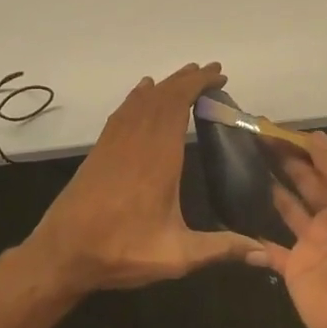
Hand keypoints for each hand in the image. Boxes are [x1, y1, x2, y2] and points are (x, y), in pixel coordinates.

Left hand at [23, 62, 260, 292]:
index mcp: (159, 158)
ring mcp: (115, 143)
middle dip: (187, 80)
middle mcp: (137, 141)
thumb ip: (221, 249)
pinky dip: (138, 96)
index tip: (218, 75)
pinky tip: (143, 91)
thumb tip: (264, 254)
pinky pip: (122, 111)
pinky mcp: (100, 150)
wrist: (62, 254)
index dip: (198, 85)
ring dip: (165, 85)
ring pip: (141, 100)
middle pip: (162, 97)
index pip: (179, 105)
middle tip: (211, 71)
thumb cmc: (121, 251)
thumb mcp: (177, 256)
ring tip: (186, 76)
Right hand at [254, 133, 326, 327]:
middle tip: (257, 141)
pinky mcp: (294, 269)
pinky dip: (257, 240)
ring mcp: (312, 244)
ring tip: (247, 169)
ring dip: (273, 192)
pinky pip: (271, 251)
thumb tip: (315, 136)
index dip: (305, 149)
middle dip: (286, 163)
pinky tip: (238, 223)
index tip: (278, 131)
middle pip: (306, 184)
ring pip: (289, 211)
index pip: (326, 167)